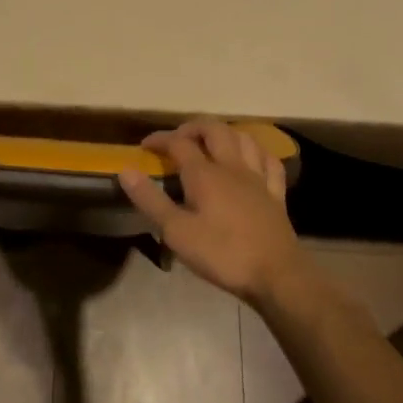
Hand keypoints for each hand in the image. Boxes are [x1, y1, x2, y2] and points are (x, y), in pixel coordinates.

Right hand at [118, 119, 308, 307]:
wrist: (277, 275)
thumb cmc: (222, 254)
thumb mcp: (176, 232)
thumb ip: (150, 200)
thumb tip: (125, 171)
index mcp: (204, 174)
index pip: (178, 143)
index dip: (159, 139)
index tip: (145, 145)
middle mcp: (231, 166)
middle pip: (214, 130)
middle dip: (193, 127)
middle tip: (178, 139)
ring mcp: (257, 178)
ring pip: (243, 138)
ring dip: (224, 133)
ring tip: (212, 142)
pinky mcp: (276, 193)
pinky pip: (269, 162)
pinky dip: (257, 152)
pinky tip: (251, 158)